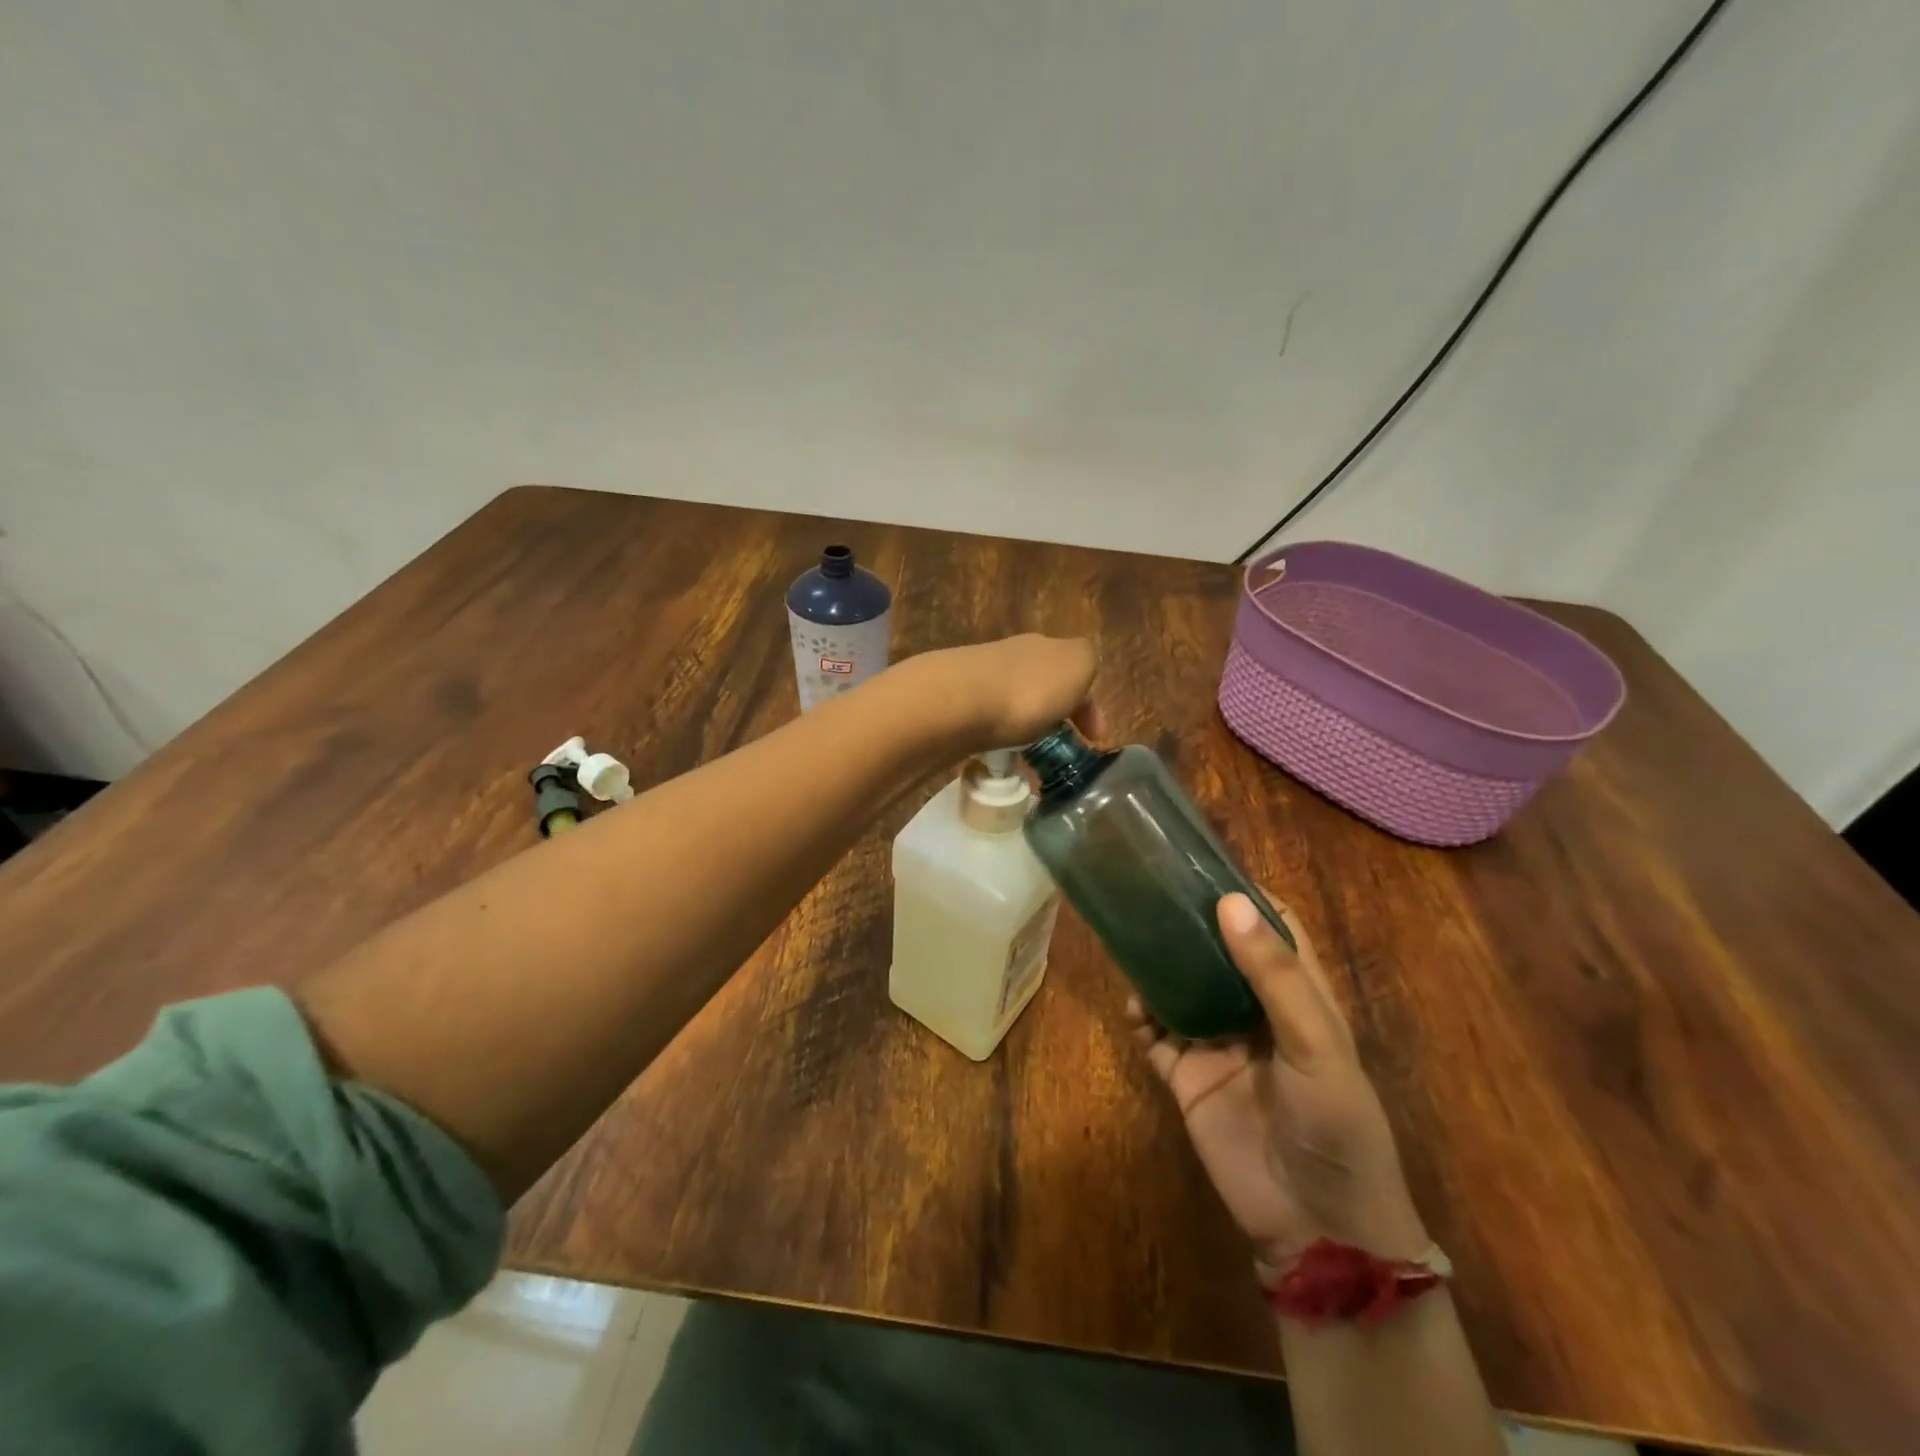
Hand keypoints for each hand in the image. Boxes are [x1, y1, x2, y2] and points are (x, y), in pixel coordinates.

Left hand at [900, 634, 1100, 753]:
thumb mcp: (1079, 665)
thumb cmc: (1029, 688)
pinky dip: (999, 738)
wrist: (958, 702)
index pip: (1075, 672)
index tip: (1094, 739)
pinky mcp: (956, 704)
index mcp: (1047, 646)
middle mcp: (1013, 655)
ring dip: (1026, 728)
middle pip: (1043, 686)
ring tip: (1029, 758)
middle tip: (1060, 749)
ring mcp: (980, 677)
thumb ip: (1086, 663)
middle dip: (1055, 715)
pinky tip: (1000, 754)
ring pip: (1015, 704)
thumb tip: (1077, 674)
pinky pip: (988, 723)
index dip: (1089, 705)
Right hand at [1127, 893, 1428, 1275]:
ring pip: (1179, 987)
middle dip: (1188, 923)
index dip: (1244, 896)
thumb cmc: (1336, 1125)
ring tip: (1132, 938)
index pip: (1273, 929)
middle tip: (1148, 890)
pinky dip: (1139, 1016)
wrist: (1316, 1226)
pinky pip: (1154, 1035)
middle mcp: (1252, 1010)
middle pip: (1217, 952)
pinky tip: (1131, 1005)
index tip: (1202, 863)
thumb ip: (1274, 975)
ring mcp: (1215, 1042)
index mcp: (1297, 996)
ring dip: (1157, 965)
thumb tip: (1229, 901)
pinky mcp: (1185, 1075)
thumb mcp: (1317, 1045)